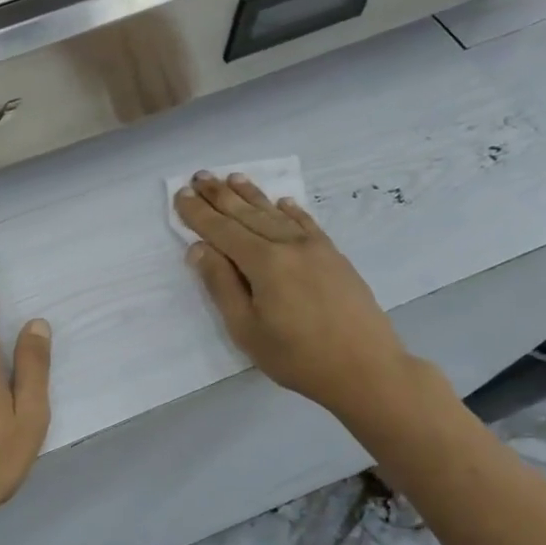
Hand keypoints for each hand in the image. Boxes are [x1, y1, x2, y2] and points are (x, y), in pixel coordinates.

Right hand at [174, 172, 416, 420]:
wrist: (365, 368)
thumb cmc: (297, 356)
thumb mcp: (246, 329)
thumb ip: (222, 285)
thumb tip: (200, 248)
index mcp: (264, 263)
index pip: (223, 231)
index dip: (199, 214)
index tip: (181, 194)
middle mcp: (289, 245)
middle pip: (248, 215)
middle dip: (220, 196)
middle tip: (200, 176)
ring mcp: (316, 248)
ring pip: (276, 214)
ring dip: (252, 195)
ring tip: (232, 178)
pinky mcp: (334, 257)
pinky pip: (307, 224)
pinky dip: (291, 211)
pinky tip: (282, 202)